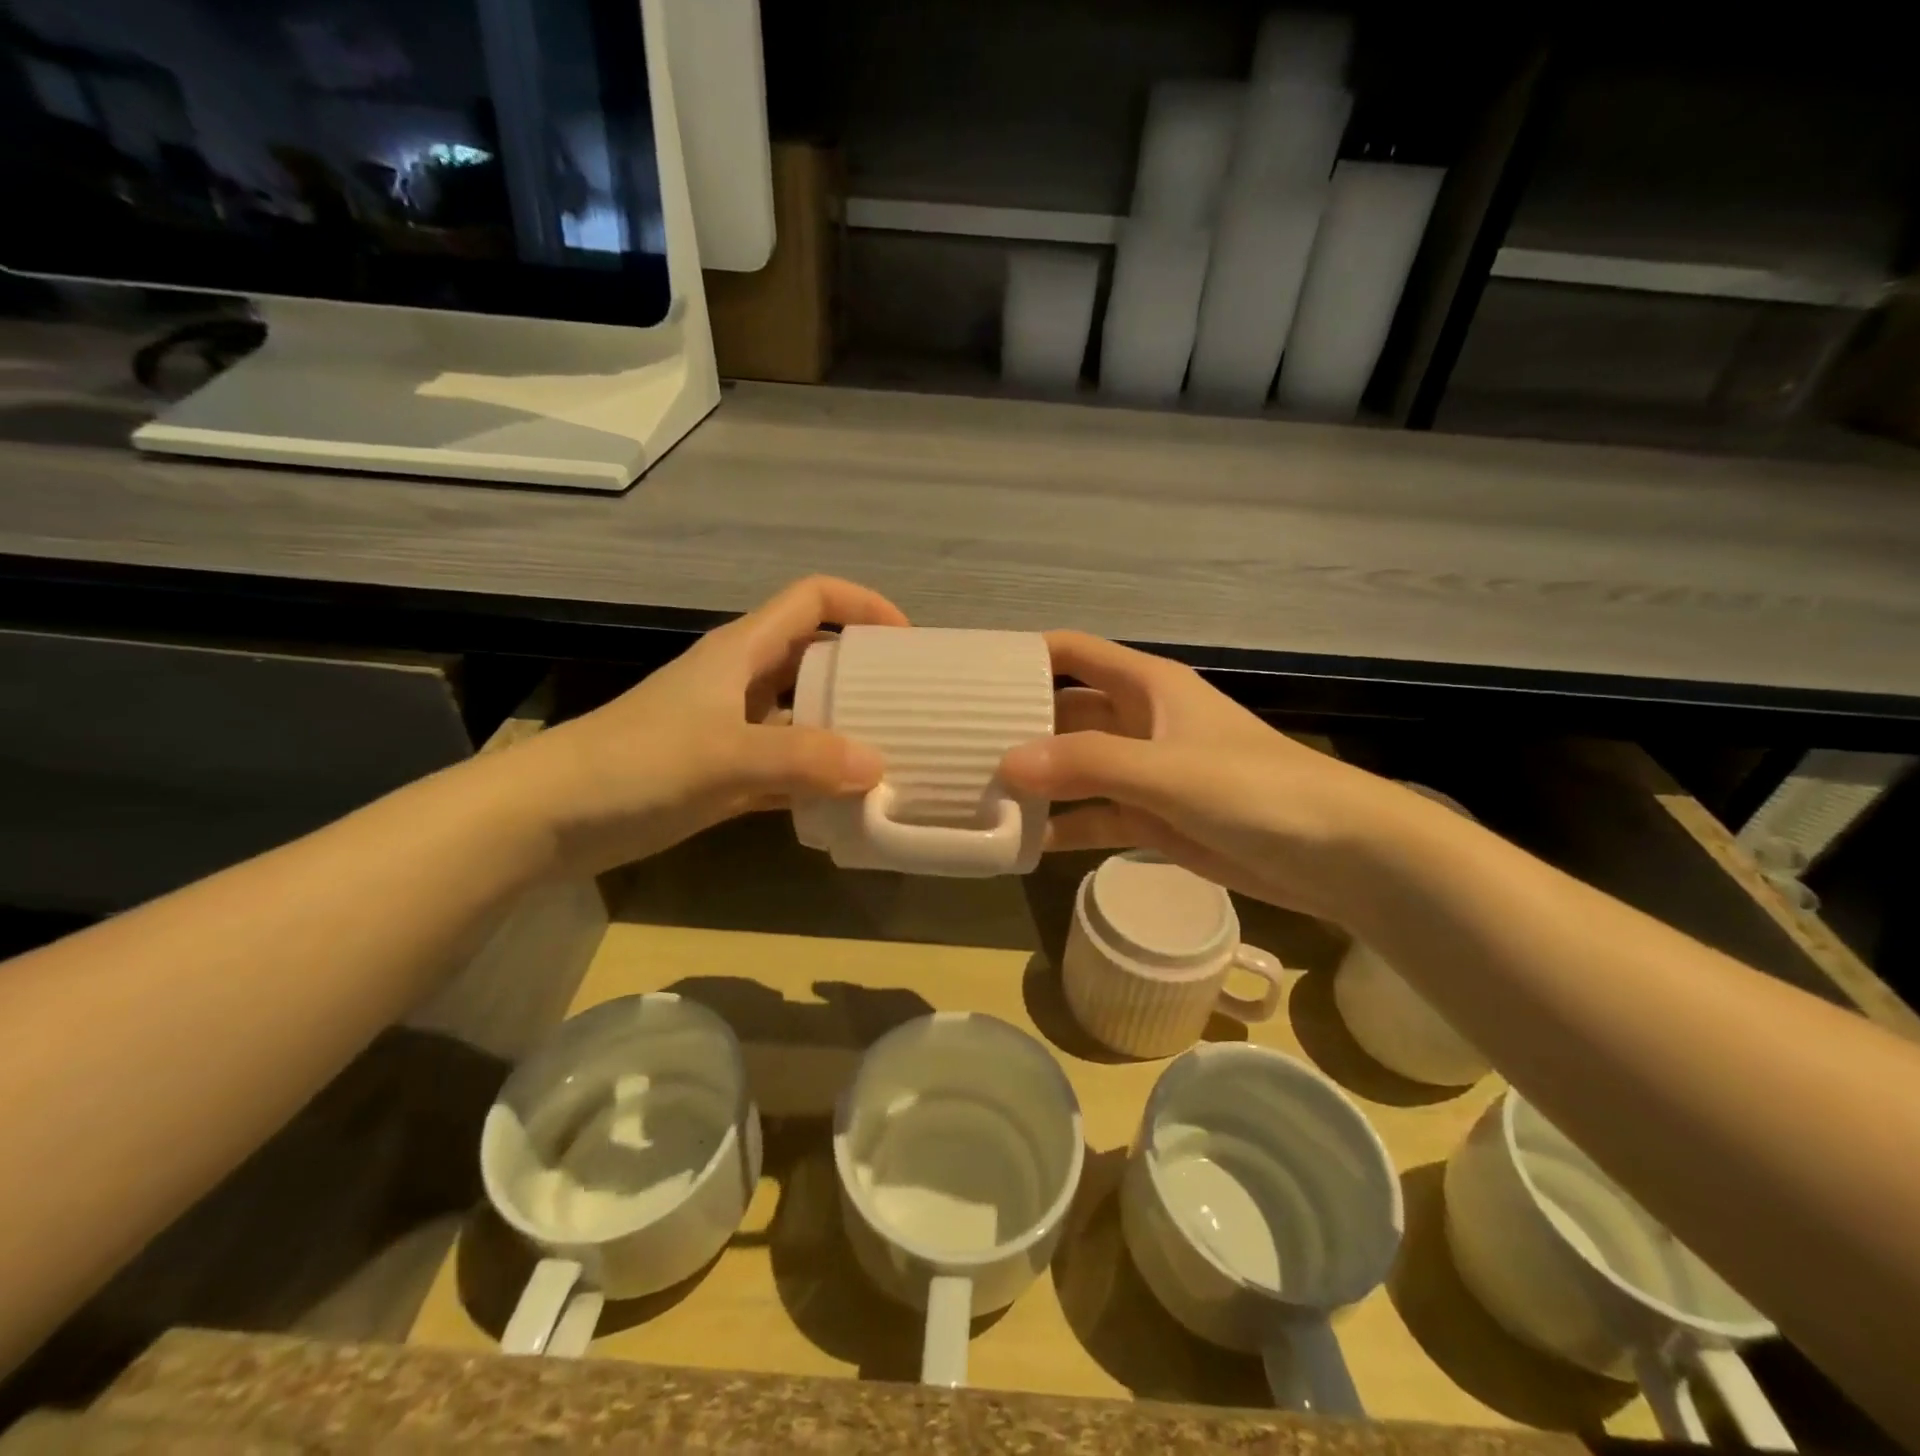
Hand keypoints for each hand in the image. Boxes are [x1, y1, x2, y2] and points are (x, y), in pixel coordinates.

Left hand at [515, 576, 906, 875]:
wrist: (550, 818)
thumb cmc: (635, 764)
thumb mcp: (725, 754)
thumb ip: (803, 758)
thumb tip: (878, 766)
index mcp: (740, 652)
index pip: (812, 599)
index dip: (862, 605)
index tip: (906, 642)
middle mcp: (740, 681)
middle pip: (814, 657)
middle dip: (862, 672)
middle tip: (909, 704)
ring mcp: (730, 729)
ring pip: (802, 716)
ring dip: (842, 731)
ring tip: (891, 755)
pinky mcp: (722, 773)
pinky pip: (784, 767)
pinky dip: (814, 779)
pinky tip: (844, 803)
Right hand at [998, 632, 1419, 921]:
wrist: (1336, 854)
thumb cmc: (1255, 789)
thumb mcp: (1166, 770)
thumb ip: (1087, 765)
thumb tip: (1005, 764)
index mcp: (1146, 687)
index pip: (1073, 654)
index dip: (1025, 658)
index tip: (972, 677)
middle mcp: (1140, 722)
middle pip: (1065, 713)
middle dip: (1019, 728)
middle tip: (959, 748)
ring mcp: (1145, 773)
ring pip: (1076, 769)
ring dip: (1036, 781)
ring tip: (977, 797)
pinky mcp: (1153, 819)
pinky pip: (1094, 816)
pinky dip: (1062, 826)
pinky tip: (1022, 842)